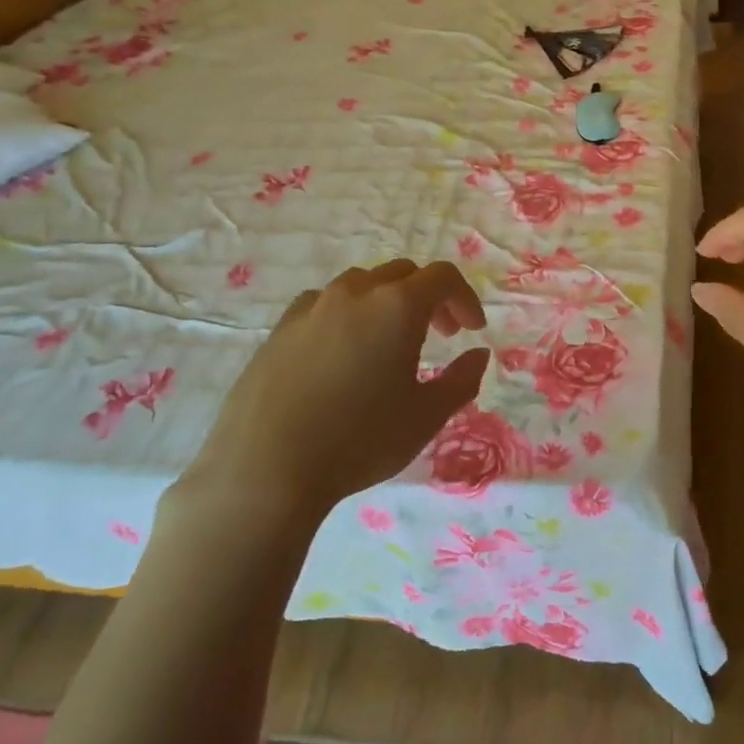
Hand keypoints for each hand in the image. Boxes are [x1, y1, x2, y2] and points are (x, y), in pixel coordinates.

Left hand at [176, 260, 490, 523]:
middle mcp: (356, 293)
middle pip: (403, 274)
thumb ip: (461, 380)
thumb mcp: (426, 417)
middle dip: (429, 298)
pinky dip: (347, 315)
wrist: (265, 469)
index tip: (471, 331)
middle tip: (439, 335)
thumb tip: (478, 355)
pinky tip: (342, 353)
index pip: (443, 277)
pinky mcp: (280, 328)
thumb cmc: (360, 441)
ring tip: (389, 344)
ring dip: (387, 302)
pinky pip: (325, 305)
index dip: (464, 299)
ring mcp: (313, 307)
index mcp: (398, 306)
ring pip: (362, 285)